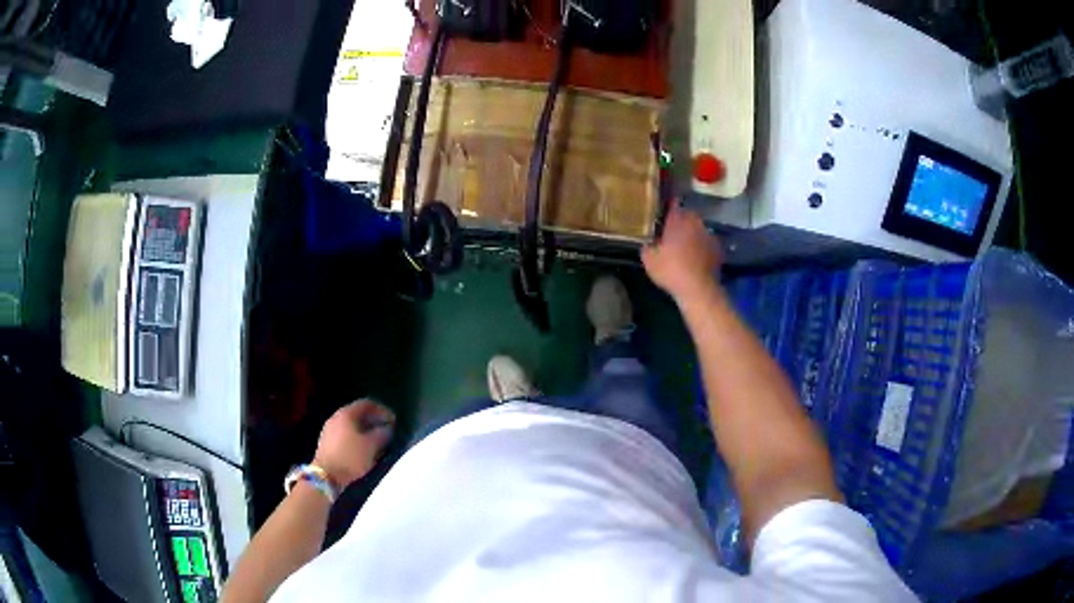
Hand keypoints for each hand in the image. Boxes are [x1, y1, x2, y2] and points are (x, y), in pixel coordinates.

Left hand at [313, 400, 395, 488]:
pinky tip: (365, 450)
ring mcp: (329, 430)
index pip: (367, 404)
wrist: (325, 476)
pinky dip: (357, 439)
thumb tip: (387, 429)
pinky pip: (346, 435)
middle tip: (388, 430)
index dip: (382, 410)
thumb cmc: (350, 457)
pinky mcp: (327, 443)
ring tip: (378, 442)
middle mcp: (336, 418)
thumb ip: (382, 434)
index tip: (394, 420)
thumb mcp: (371, 446)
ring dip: (366, 431)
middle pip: (358, 414)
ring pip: (352, 426)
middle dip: (374, 421)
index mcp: (346, 414)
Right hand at [642, 204, 722, 300]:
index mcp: (677, 222)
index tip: (665, 209)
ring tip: (687, 245)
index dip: (669, 206)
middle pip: (688, 215)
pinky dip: (703, 245)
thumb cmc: (670, 271)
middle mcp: (694, 223)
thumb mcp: (649, 260)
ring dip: (693, 233)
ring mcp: (708, 235)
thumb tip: (648, 242)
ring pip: (699, 228)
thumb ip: (647, 246)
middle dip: (682, 220)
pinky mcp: (717, 248)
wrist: (698, 288)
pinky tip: (698, 256)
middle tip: (674, 231)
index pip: (673, 205)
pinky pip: (707, 242)